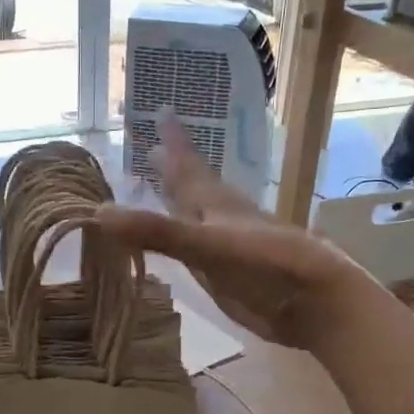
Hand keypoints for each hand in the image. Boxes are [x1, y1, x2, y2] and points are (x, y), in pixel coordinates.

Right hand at [96, 115, 368, 349]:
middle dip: (174, 167)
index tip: (163, 109)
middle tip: (152, 147)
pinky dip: (186, 238)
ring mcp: (227, 248)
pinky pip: (198, 248)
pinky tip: (184, 242)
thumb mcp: (206, 246)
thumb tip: (98, 213)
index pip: (188, 165)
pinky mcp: (230, 276)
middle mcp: (220, 219)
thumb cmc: (266, 266)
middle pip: (193, 186)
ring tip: (163, 186)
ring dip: (180, 201)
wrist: (315, 303)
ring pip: (197, 216)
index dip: (174, 140)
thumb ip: (156, 232)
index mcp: (216, 204)